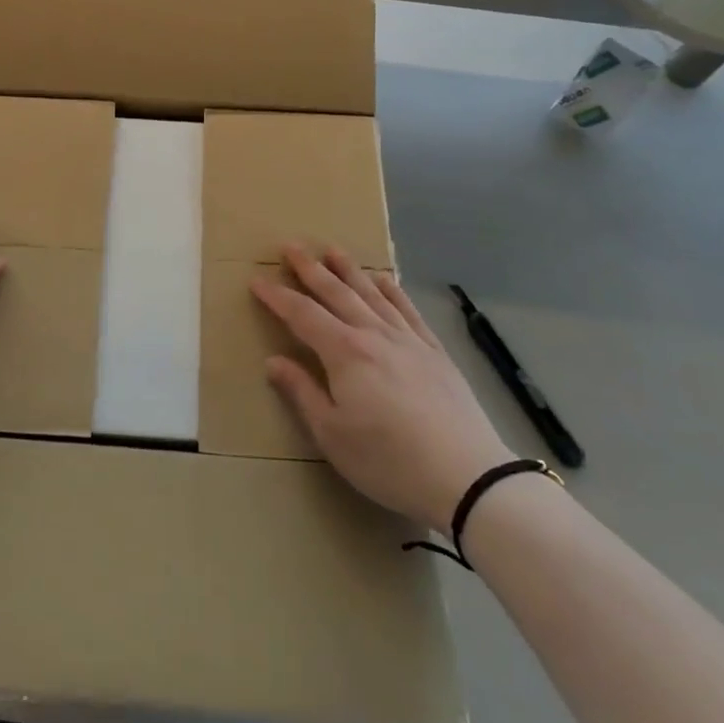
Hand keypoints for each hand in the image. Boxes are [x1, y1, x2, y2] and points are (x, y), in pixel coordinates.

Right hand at [254, 244, 512, 528]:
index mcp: (344, 352)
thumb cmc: (388, 460)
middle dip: (309, 268)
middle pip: (336, 292)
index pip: (302, 314)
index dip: (277, 296)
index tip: (257, 280)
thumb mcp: (332, 434)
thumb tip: (274, 361)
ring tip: (332, 250)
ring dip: (348, 269)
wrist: (466, 476)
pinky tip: (384, 279)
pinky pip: (407, 309)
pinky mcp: (435, 351)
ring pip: (371, 293)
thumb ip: (302, 392)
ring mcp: (408, 339)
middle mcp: (373, 334)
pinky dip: (392, 290)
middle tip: (290, 246)